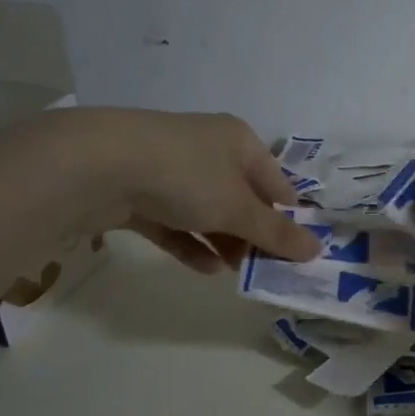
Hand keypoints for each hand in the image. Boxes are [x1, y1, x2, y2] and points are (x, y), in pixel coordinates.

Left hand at [45, 109, 321, 273]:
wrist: (98, 166)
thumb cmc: (186, 176)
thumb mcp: (238, 208)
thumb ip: (276, 233)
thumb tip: (317, 251)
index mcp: (239, 141)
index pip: (276, 182)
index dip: (288, 216)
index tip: (295, 252)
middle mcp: (208, 149)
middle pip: (242, 197)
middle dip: (254, 234)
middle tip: (266, 269)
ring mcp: (170, 170)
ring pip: (208, 211)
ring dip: (225, 241)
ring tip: (238, 274)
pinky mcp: (140, 192)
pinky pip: (176, 222)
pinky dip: (192, 243)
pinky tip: (207, 269)